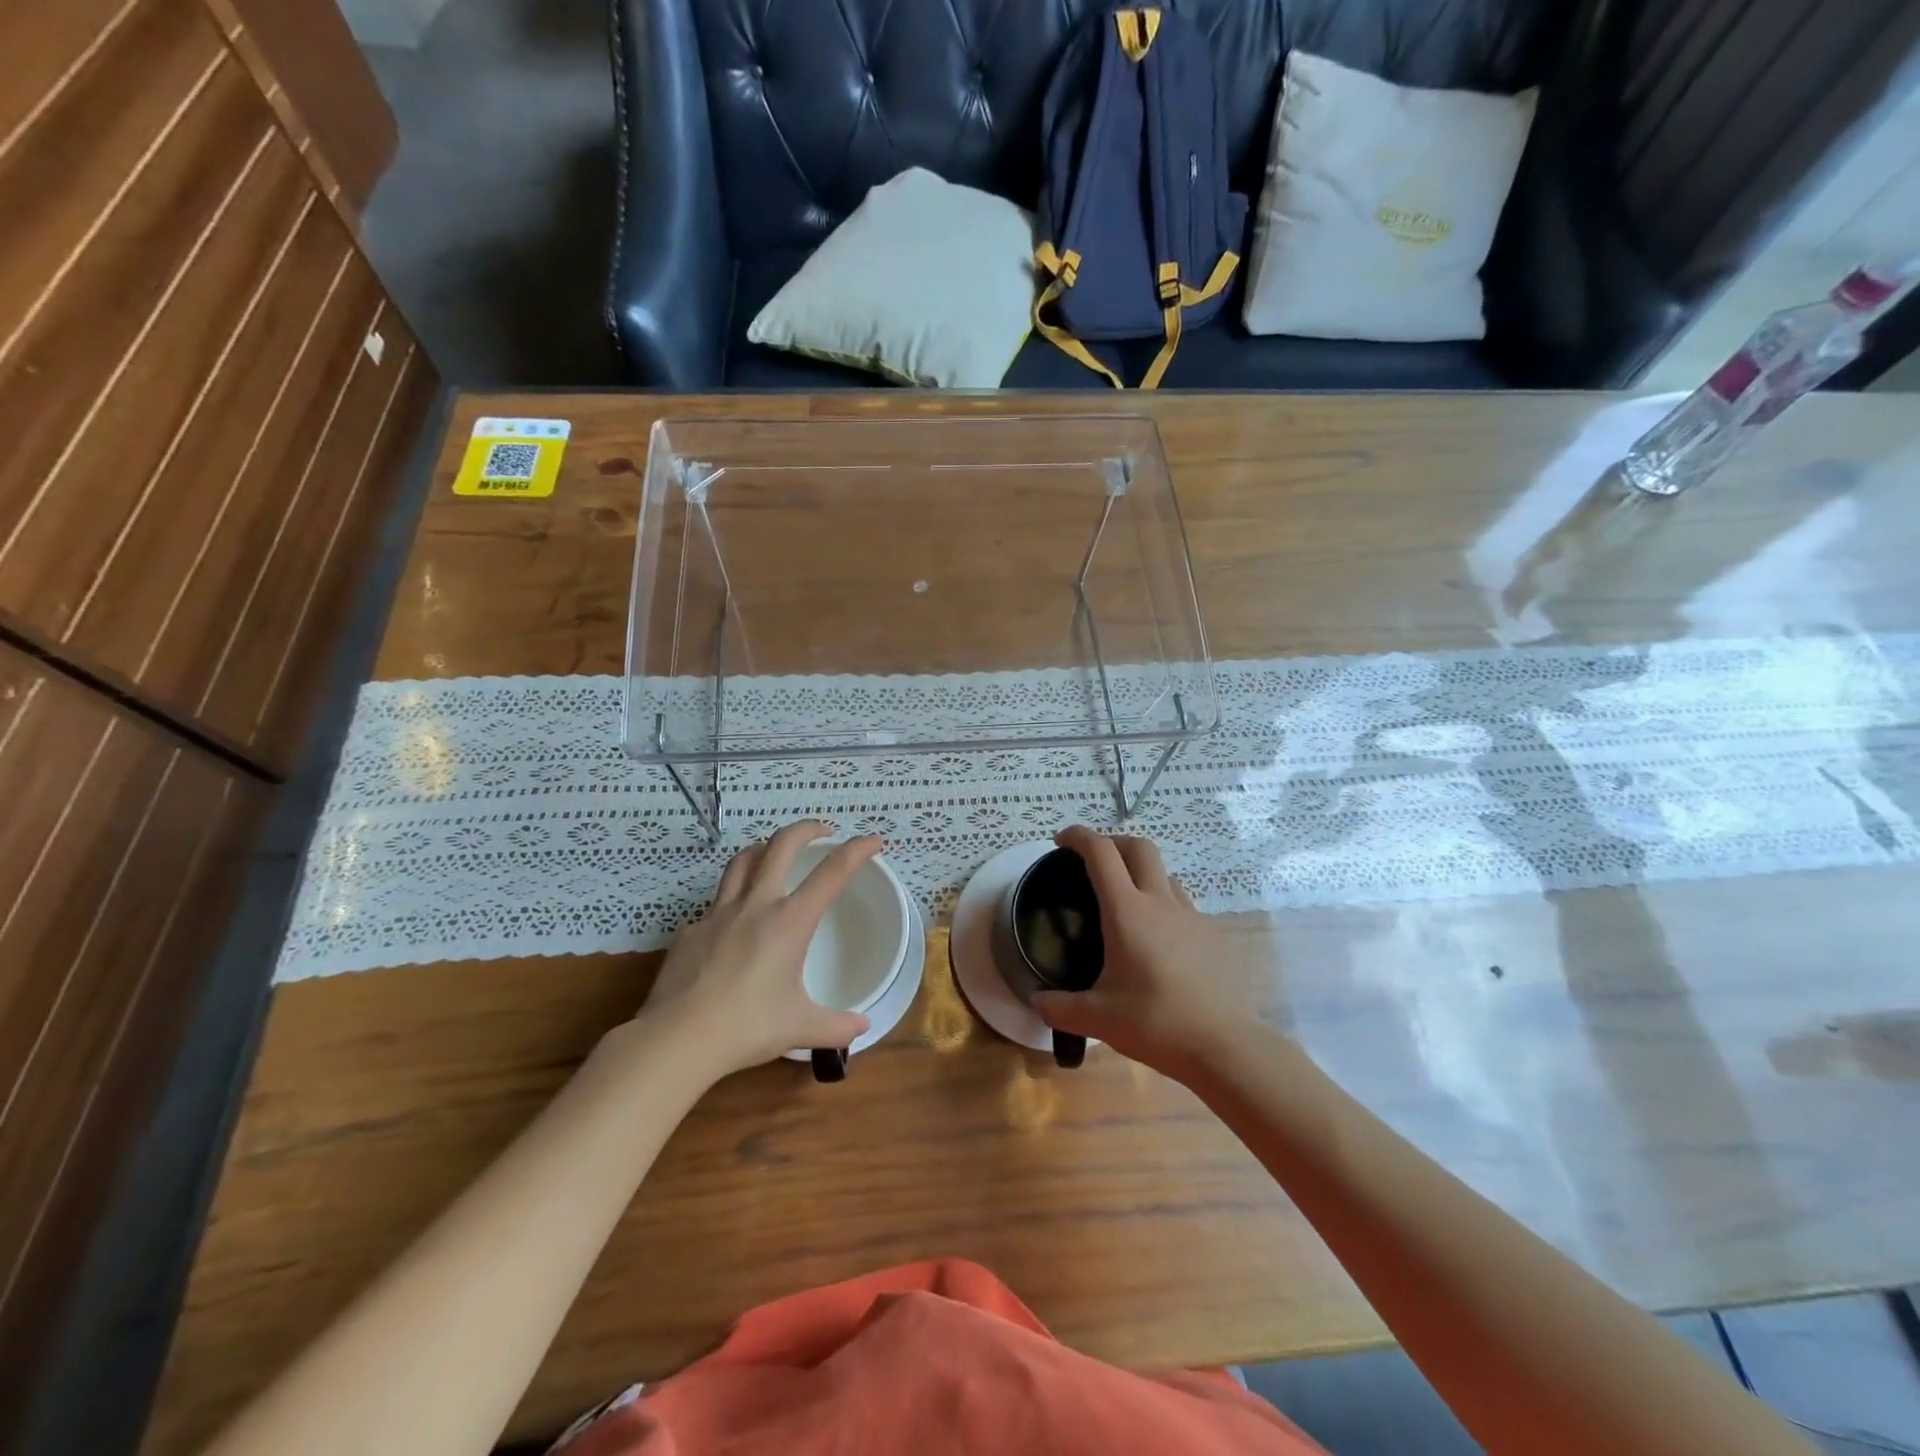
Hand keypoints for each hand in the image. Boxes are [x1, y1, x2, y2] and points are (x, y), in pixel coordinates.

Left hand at [619, 821, 880, 1080]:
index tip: (873, 841)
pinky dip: (732, 900)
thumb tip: (861, 1027)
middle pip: (781, 844)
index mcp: (790, 921)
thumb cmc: (747, 1027)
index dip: (857, 850)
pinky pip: (715, 904)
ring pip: (742, 861)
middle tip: (822, 832)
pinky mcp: (690, 931)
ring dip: (764, 849)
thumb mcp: (800, 1028)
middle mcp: (756, 905)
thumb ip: (836, 1026)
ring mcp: (718, 914)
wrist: (677, 1039)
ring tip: (774, 854)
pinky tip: (733, 924)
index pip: (832, 872)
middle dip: (806, 829)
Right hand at [1032, 827, 1268, 1081]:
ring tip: (1126, 901)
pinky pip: (1183, 905)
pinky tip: (1157, 941)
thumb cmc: (1155, 1024)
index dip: (1079, 837)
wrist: (1224, 1046)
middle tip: (1093, 861)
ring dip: (1141, 873)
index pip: (1101, 853)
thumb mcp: (1097, 1019)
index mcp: (1127, 912)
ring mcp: (1192, 916)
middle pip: (1139, 848)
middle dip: (1113, 842)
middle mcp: (1160, 903)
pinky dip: (1163, 906)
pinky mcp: (1213, 935)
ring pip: (1165, 874)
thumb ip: (1059, 1008)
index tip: (1061, 841)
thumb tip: (1037, 1001)